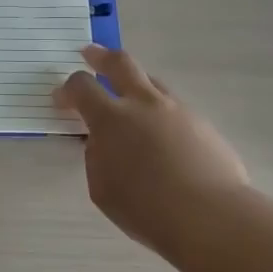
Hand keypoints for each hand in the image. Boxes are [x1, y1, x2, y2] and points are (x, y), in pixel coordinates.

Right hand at [53, 45, 249, 258]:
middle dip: (101, 56)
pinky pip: (175, 108)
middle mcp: (144, 104)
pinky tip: (163, 137)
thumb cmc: (146, 209)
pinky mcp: (203, 125)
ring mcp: (178, 111)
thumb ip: (97, 157)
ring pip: (152, 82)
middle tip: (90, 54)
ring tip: (129, 97)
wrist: (211, 217)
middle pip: (121, 63)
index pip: (82, 87)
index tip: (61, 98)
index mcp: (111, 119)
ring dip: (135, 84)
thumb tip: (103, 142)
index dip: (67, 89)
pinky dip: (160, 113)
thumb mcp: (102, 187)